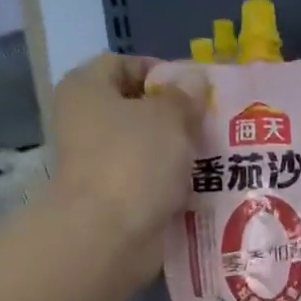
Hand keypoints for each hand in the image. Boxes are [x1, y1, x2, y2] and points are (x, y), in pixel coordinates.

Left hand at [46, 53, 200, 279]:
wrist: (108, 236)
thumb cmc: (134, 162)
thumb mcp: (169, 117)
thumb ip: (185, 95)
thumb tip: (194, 78)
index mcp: (86, 89)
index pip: (124, 64)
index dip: (162, 72)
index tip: (197, 91)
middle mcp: (84, 122)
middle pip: (136, 109)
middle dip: (176, 117)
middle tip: (212, 125)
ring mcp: (96, 164)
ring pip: (145, 149)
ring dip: (177, 153)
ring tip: (215, 157)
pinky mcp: (112, 199)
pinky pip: (148, 183)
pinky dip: (171, 185)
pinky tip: (201, 188)